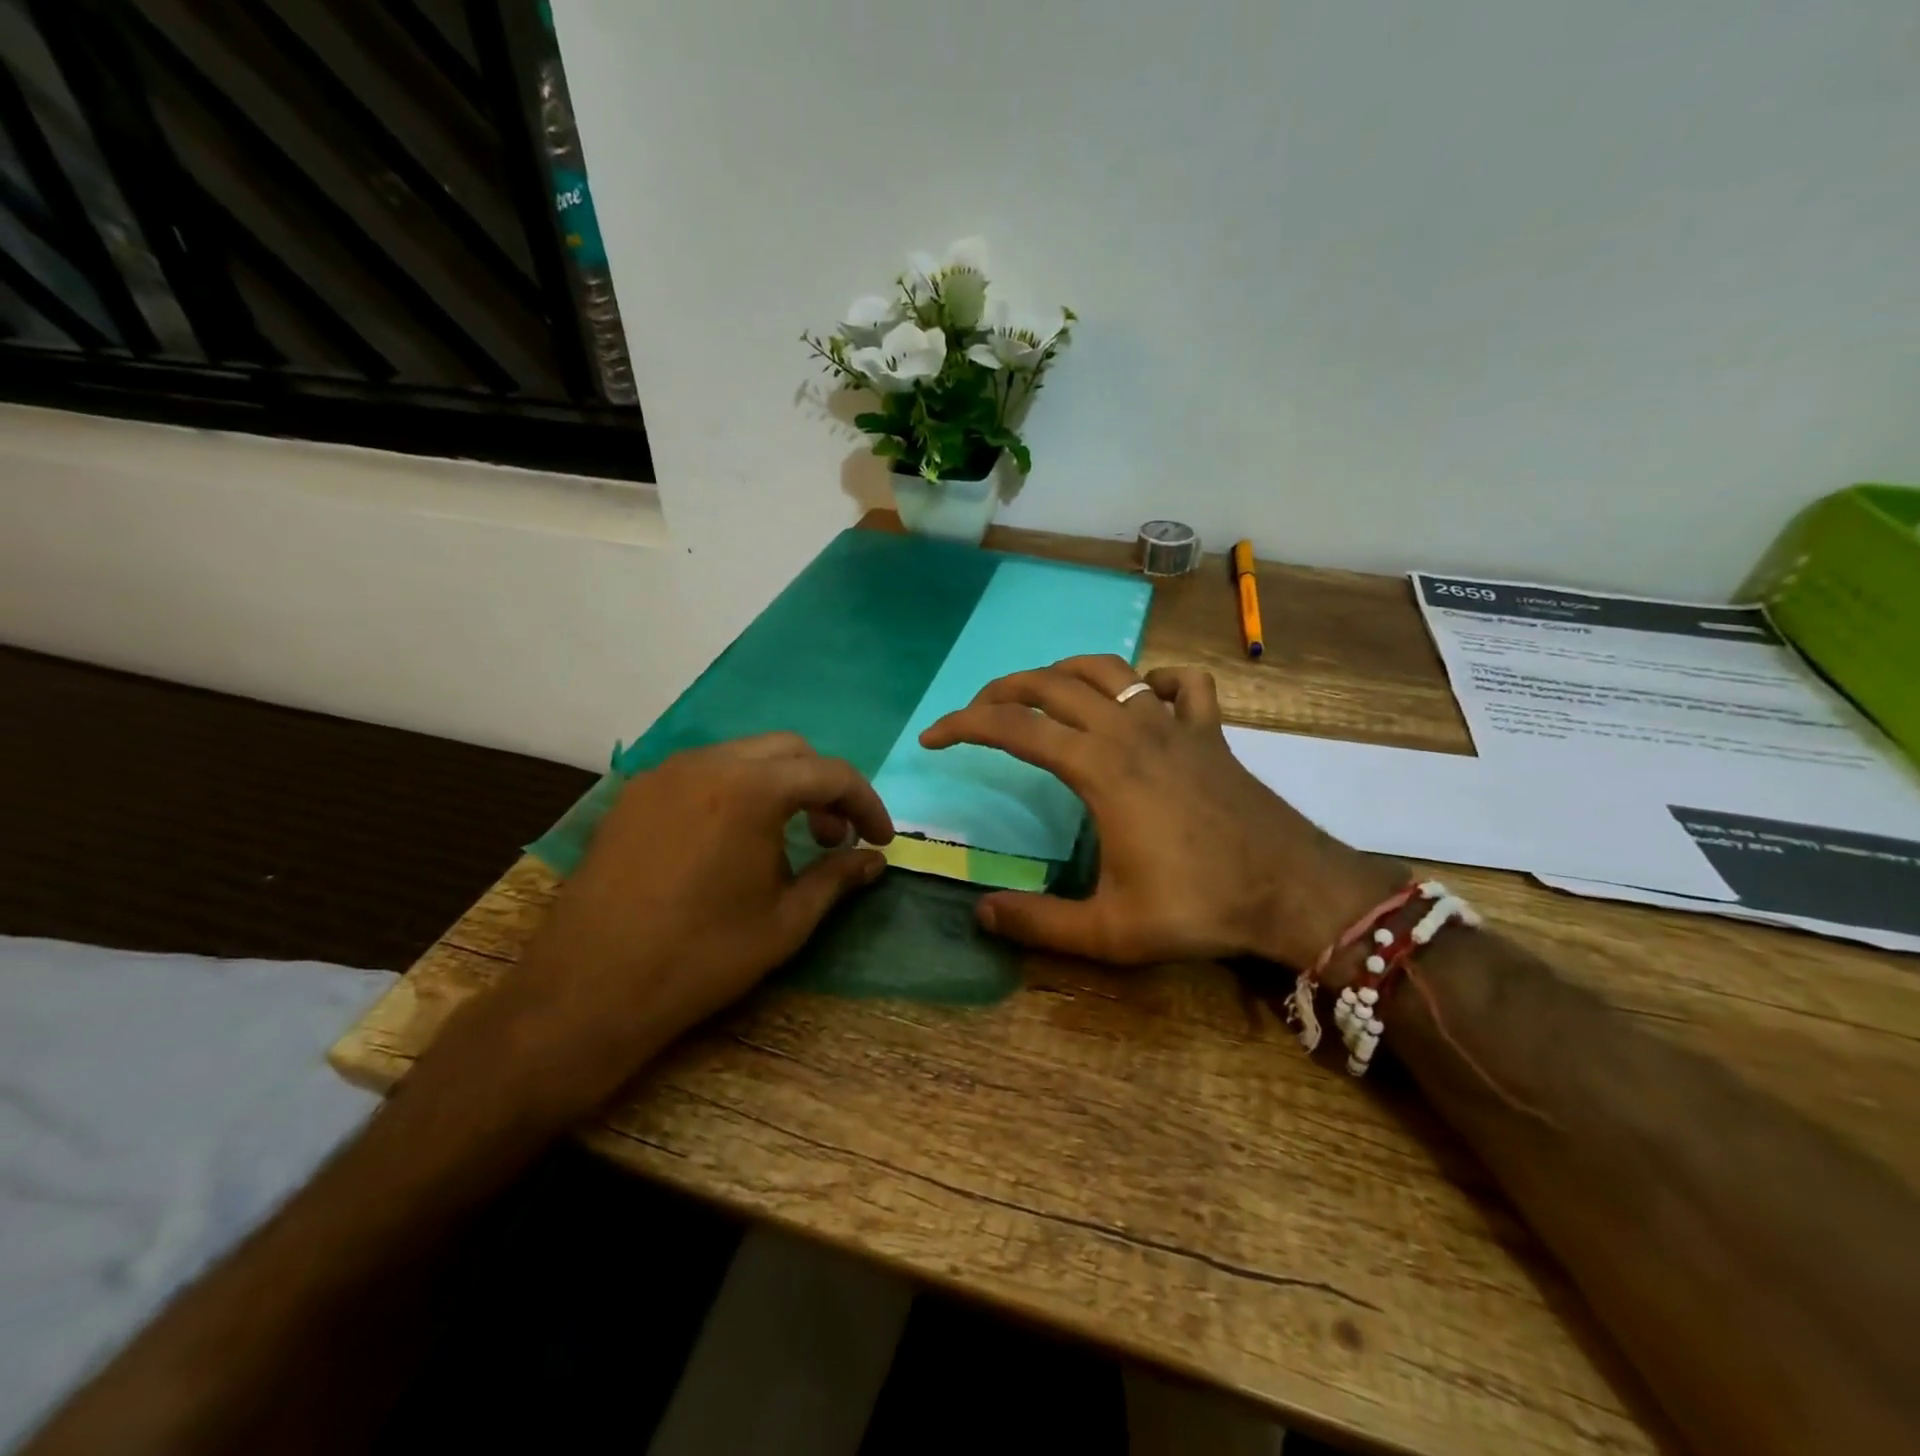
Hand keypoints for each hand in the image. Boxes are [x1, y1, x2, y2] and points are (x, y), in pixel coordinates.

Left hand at [460, 734, 892, 1121]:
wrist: (587, 990)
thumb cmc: (700, 958)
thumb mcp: (784, 923)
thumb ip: (836, 879)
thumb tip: (874, 862)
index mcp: (751, 789)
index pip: (830, 774)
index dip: (866, 804)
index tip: (880, 839)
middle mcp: (708, 764)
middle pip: (789, 751)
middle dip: (823, 787)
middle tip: (834, 838)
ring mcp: (664, 775)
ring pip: (743, 756)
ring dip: (780, 786)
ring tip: (785, 841)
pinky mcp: (635, 796)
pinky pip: (703, 774)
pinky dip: (737, 792)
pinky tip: (732, 841)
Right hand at [920, 656, 1401, 968]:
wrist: (1292, 891)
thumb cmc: (1200, 906)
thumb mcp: (1111, 931)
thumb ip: (1039, 924)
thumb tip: (980, 914)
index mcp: (1100, 768)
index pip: (1015, 728)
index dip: (964, 725)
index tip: (932, 738)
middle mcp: (1131, 730)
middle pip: (1053, 684)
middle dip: (1003, 691)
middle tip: (975, 714)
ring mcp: (1174, 724)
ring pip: (1110, 669)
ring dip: (1064, 674)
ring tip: (1039, 695)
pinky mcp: (1210, 732)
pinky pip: (1182, 684)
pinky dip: (1154, 681)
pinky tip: (1143, 699)